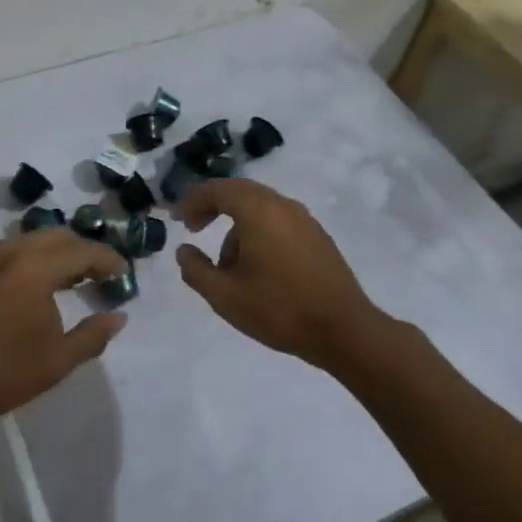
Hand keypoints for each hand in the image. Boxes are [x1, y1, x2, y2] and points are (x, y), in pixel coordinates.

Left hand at [0, 229, 127, 434]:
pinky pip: (7, 253)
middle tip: (99, 275)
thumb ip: (92, 336)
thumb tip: (119, 317)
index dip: (109, 260)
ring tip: (68, 281)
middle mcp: (9, 250)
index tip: (125, 273)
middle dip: (83, 251)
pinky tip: (29, 288)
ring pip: (29, 242)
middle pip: (57, 237)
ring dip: (54, 255)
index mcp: (35, 266)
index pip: (84, 250)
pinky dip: (29, 261)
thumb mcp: (55, 362)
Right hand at [172, 177, 382, 370]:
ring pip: (260, 208)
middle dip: (213, 206)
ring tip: (226, 265)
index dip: (192, 201)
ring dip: (237, 225)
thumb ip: (195, 270)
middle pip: (240, 192)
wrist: (344, 331)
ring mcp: (305, 220)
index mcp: (258, 211)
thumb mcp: (224, 296)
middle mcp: (283, 206)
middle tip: (194, 227)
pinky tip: (257, 268)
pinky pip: (278, 222)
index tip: (177, 219)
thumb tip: (184, 251)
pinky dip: (258, 232)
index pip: (218, 190)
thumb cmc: (279, 309)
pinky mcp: (318, 238)